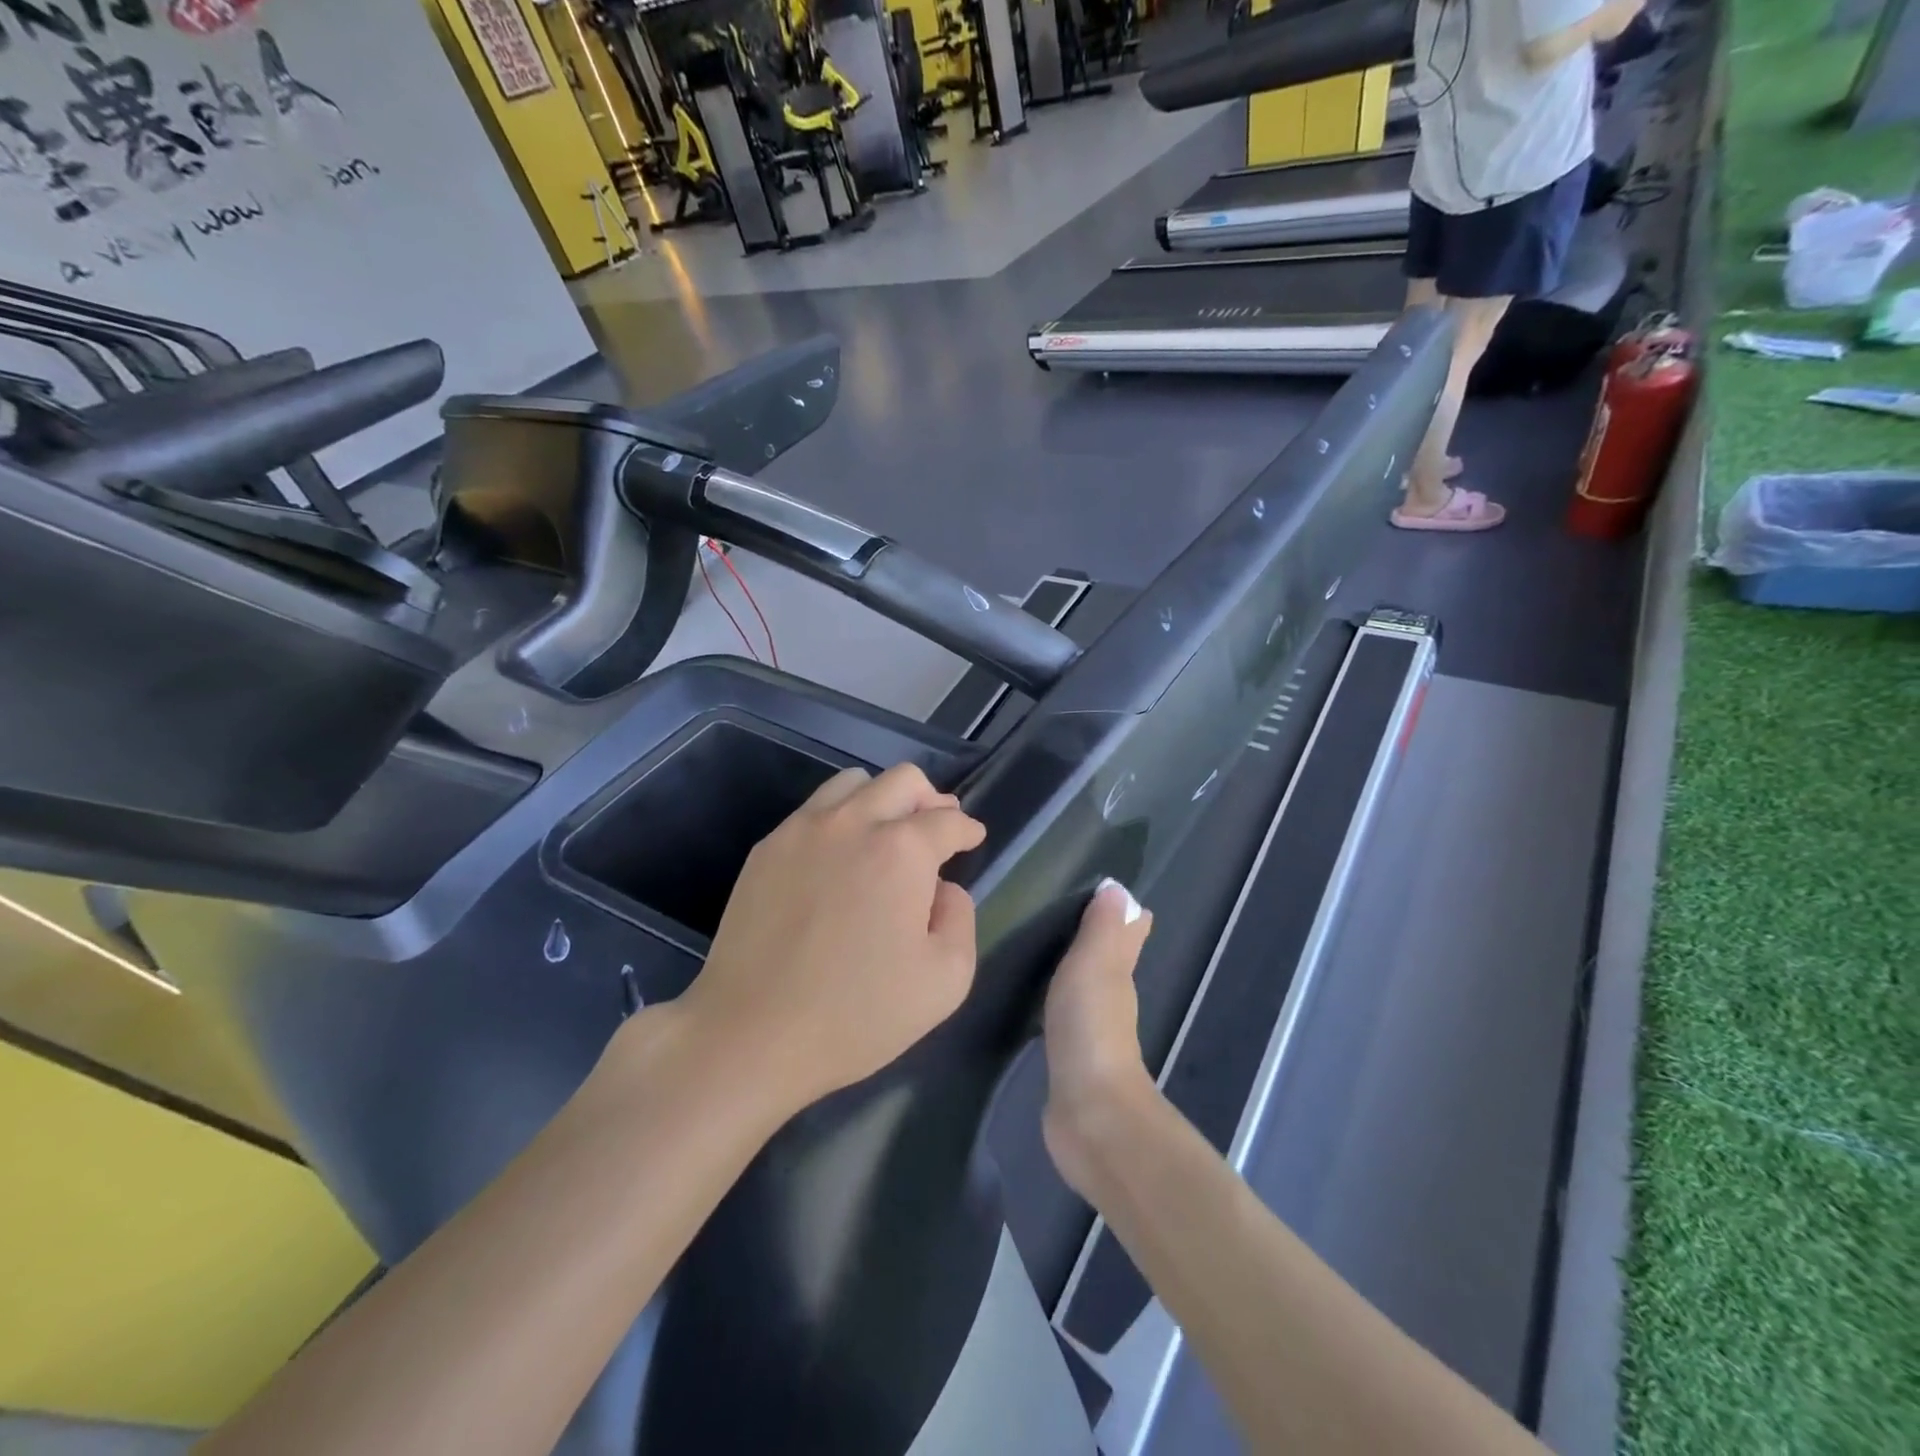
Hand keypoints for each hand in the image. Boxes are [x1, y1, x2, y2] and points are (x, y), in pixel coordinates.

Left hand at [675, 762, 984, 1115]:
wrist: (752, 1034)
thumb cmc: (858, 1014)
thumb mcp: (945, 979)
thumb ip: (960, 917)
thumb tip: (942, 888)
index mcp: (902, 850)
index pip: (947, 820)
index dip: (967, 828)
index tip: (972, 839)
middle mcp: (853, 823)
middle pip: (903, 780)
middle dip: (931, 800)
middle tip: (937, 829)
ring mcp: (803, 830)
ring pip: (854, 783)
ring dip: (882, 800)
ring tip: (887, 835)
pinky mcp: (766, 848)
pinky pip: (814, 810)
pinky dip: (840, 819)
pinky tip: (839, 858)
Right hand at [1041, 880, 1157, 1199]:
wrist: (1090, 1113)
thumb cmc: (1091, 1029)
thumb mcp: (1094, 967)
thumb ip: (1102, 929)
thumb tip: (1118, 887)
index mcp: (1118, 975)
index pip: (1128, 935)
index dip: (1124, 915)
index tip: (1107, 892)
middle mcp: (1112, 1001)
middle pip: (1109, 961)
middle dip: (1097, 939)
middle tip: (1063, 914)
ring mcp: (1092, 1033)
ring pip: (1087, 989)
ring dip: (1075, 972)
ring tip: (1044, 950)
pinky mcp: (1069, 1060)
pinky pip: (1063, 1018)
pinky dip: (1057, 1003)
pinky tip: (1036, 1002)